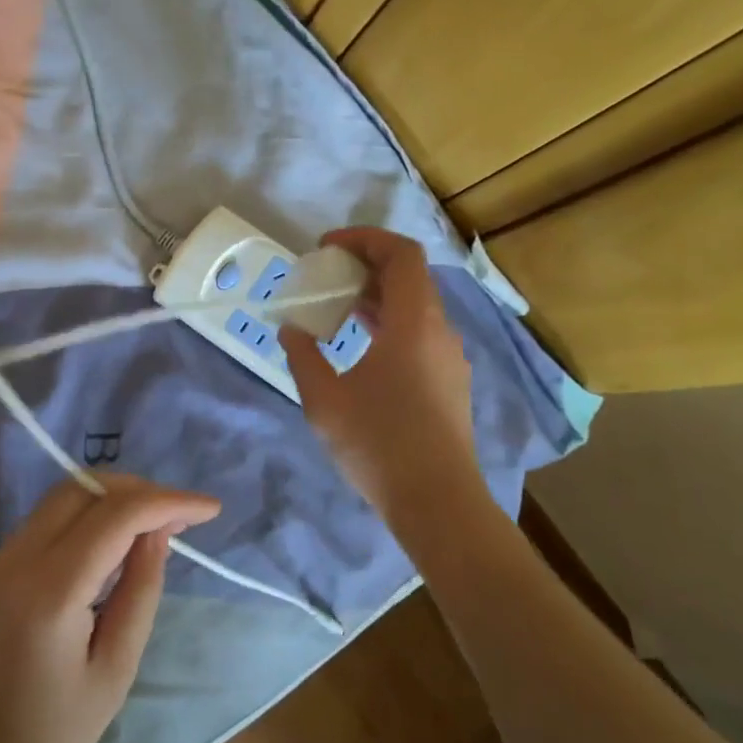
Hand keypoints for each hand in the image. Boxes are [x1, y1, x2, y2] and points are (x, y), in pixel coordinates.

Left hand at [0, 474, 220, 742]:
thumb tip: (158, 533)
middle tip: (181, 516)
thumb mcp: (114, 671)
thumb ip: (140, 591)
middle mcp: (19, 558)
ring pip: (63, 497)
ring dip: (112, 498)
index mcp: (51, 590)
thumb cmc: (51, 739)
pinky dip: (86, 515)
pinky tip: (114, 542)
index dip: (168, 501)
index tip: (210, 509)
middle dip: (139, 490)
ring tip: (155, 524)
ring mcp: (0, 559)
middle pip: (84, 488)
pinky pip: (46, 520)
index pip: (117, 514)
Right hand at [281, 227, 478, 521]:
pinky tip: (362, 345)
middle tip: (326, 274)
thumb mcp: (324, 400)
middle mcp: (439, 330)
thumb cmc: (379, 444)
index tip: (327, 247)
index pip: (400, 254)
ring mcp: (449, 357)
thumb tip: (292, 330)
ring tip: (337, 305)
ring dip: (377, 294)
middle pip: (409, 275)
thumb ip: (303, 356)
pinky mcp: (449, 380)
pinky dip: (390, 321)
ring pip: (416, 305)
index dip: (364, 239)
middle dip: (366, 264)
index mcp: (414, 323)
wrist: (438, 502)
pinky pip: (420, 331)